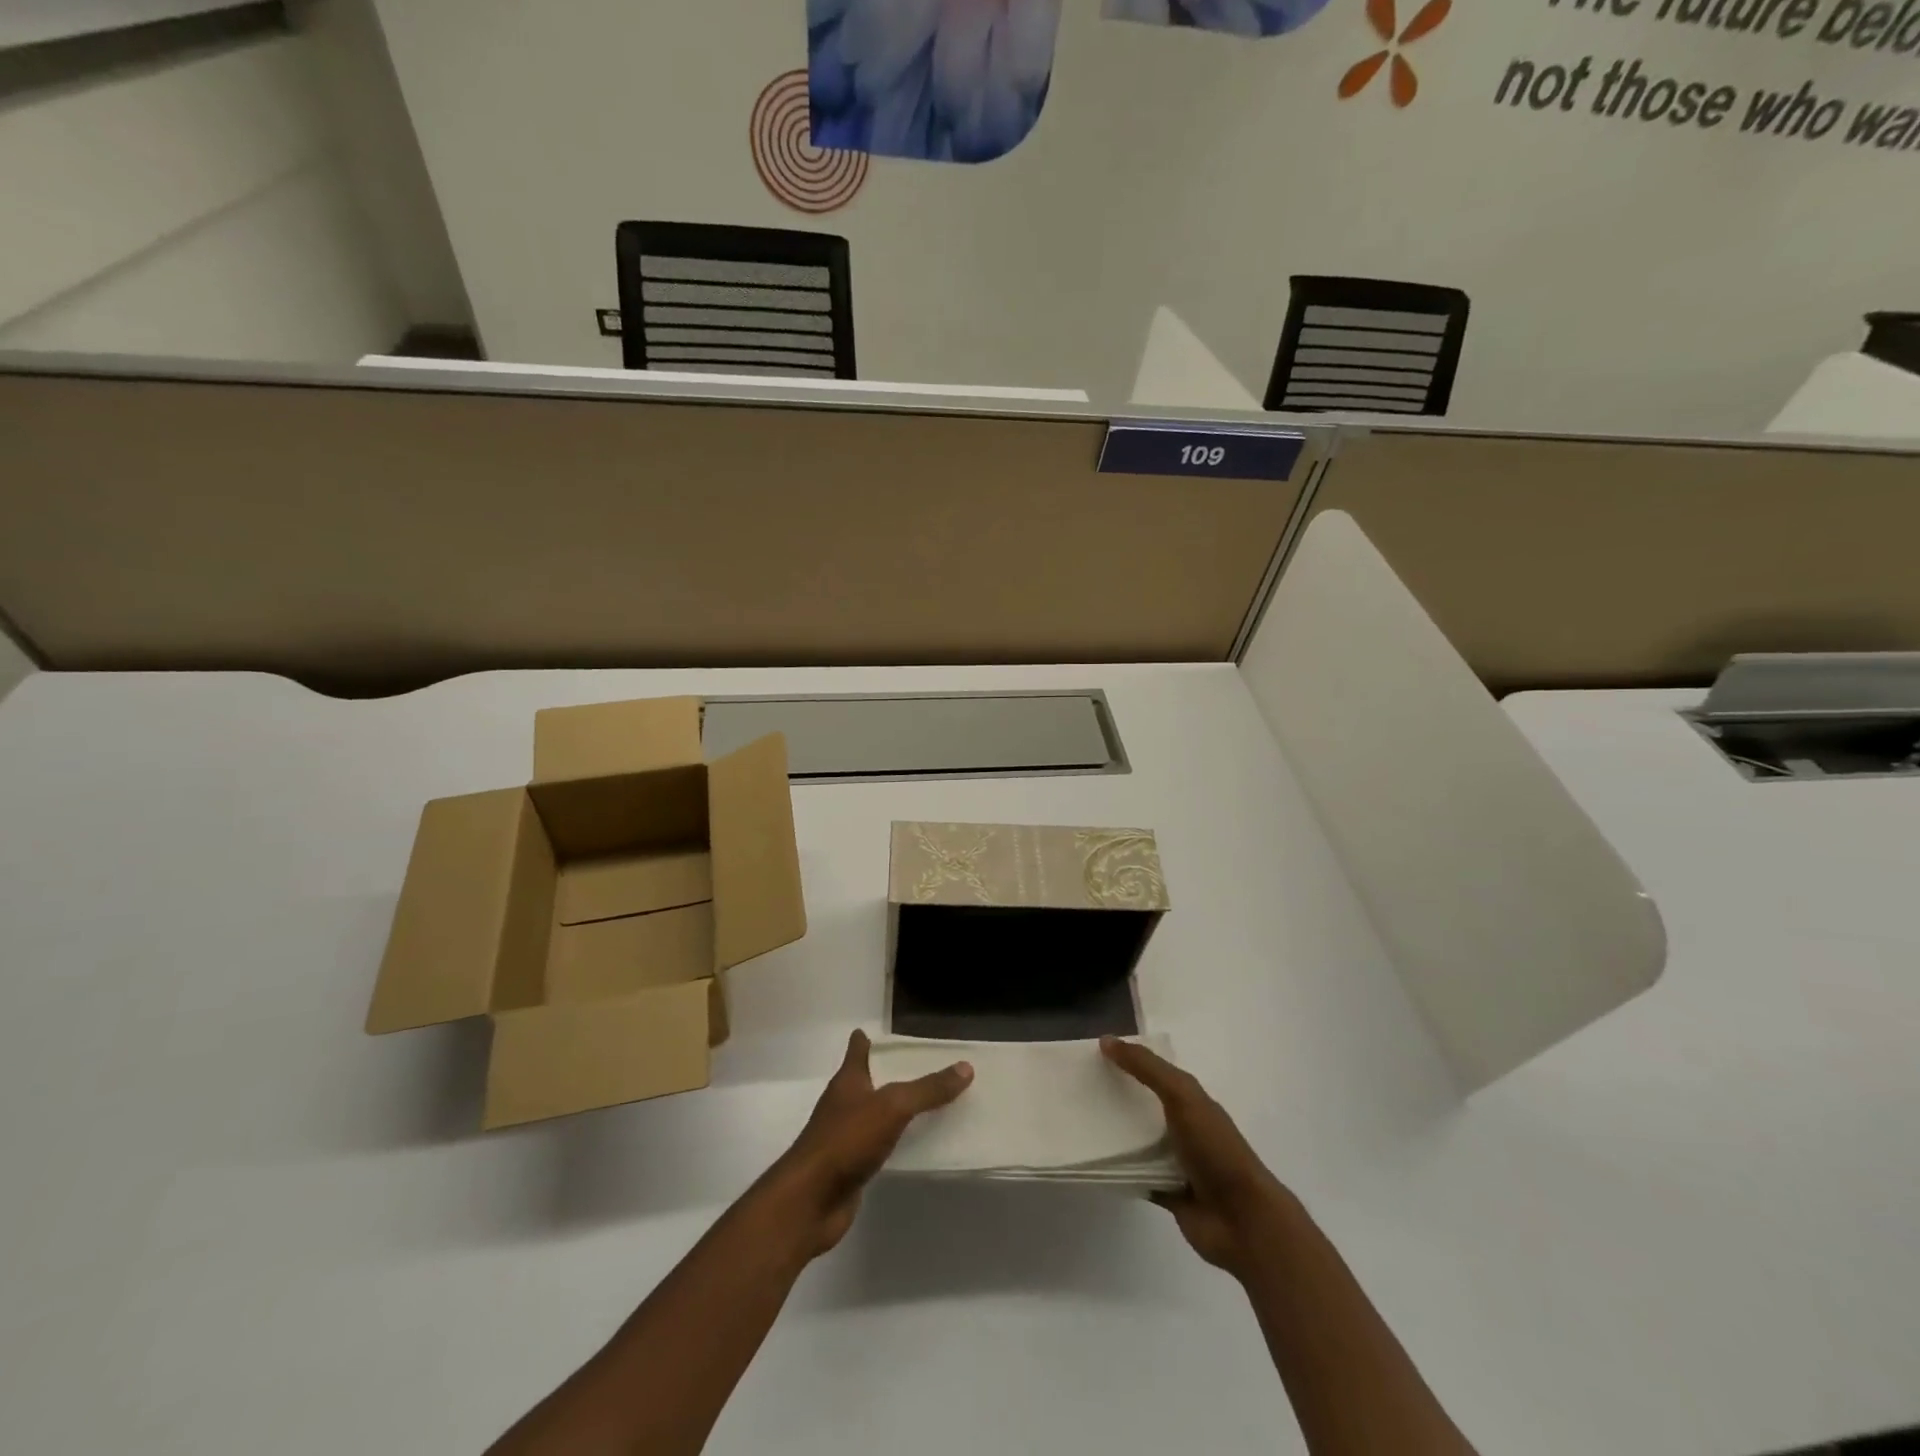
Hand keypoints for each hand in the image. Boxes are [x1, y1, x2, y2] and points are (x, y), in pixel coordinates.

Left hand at [763, 1029, 972, 1257]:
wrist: (810, 1201)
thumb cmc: (846, 1140)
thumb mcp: (893, 1107)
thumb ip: (928, 1089)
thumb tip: (965, 1067)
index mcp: (848, 1080)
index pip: (858, 1050)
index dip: (866, 1040)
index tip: (879, 1032)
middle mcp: (844, 1104)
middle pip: (867, 1081)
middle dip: (890, 1074)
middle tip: (924, 1067)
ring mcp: (845, 1137)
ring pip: (874, 1115)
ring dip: (895, 1110)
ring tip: (928, 1103)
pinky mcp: (851, 1167)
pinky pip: (879, 1146)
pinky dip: (895, 1142)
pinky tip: (915, 1145)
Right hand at [1101, 1036, 1291, 1277]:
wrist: (1243, 1221)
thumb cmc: (1216, 1150)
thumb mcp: (1182, 1096)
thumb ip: (1147, 1068)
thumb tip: (1107, 1040)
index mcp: (1191, 1101)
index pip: (1155, 1072)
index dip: (1129, 1061)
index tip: (1094, 1054)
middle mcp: (1184, 1127)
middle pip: (1144, 1106)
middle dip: (1116, 1096)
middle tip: (1078, 1087)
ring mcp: (1177, 1163)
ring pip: (1138, 1142)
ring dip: (1115, 1134)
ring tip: (1078, 1121)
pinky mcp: (1167, 1193)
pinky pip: (1136, 1175)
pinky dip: (1119, 1170)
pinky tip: (1092, 1161)